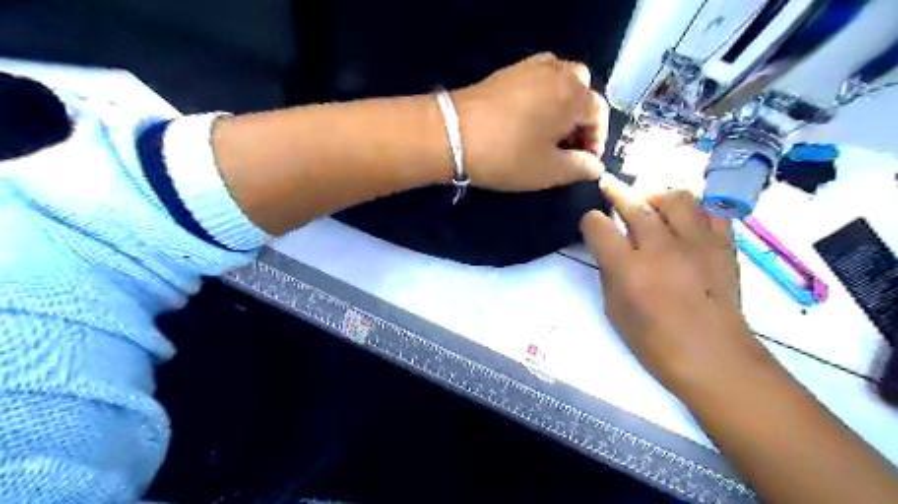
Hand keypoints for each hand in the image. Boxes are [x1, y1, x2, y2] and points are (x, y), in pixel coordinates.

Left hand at [452, 52, 605, 190]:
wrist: (453, 134)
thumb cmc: (508, 155)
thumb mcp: (549, 171)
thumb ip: (580, 168)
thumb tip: (595, 166)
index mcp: (575, 94)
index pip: (599, 115)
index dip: (595, 143)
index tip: (582, 164)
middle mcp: (558, 72)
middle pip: (582, 95)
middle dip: (579, 123)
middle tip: (564, 149)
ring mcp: (531, 67)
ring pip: (560, 85)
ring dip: (561, 109)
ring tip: (546, 136)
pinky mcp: (508, 71)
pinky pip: (537, 82)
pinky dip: (542, 100)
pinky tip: (527, 121)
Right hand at [582, 179, 771, 396]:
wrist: (714, 357)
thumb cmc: (655, 342)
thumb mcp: (615, 310)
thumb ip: (609, 272)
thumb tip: (609, 247)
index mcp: (629, 270)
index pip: (599, 226)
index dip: (590, 221)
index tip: (591, 224)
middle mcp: (661, 249)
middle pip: (635, 204)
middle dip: (616, 192)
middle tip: (609, 187)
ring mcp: (697, 244)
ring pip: (675, 197)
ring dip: (656, 196)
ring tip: (650, 205)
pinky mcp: (723, 246)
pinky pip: (709, 212)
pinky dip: (693, 211)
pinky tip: (684, 222)